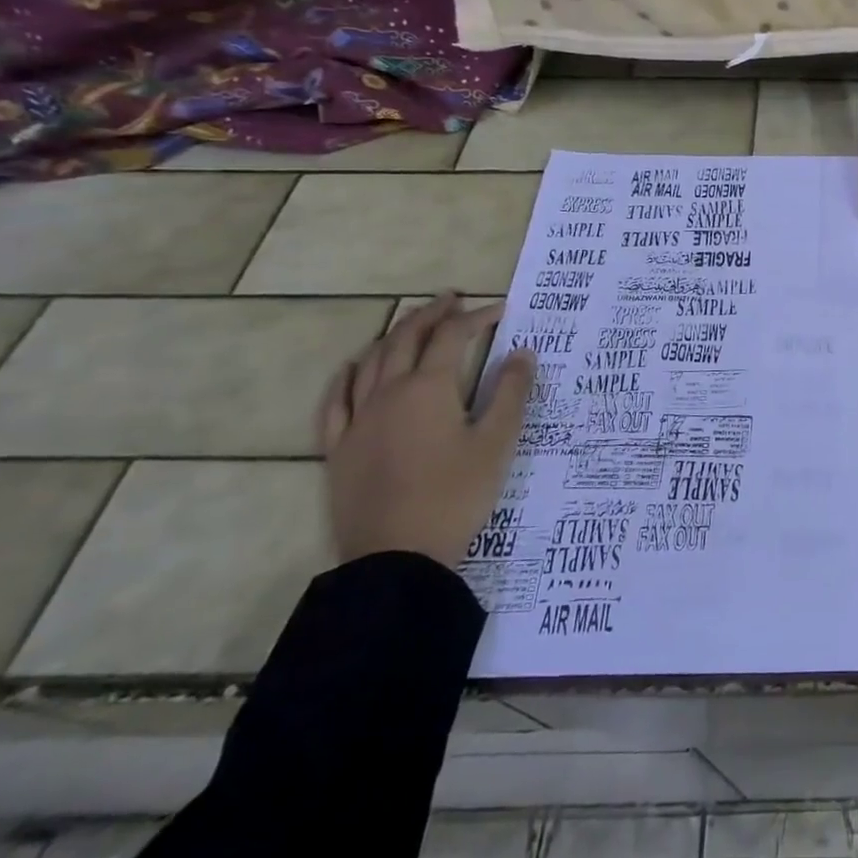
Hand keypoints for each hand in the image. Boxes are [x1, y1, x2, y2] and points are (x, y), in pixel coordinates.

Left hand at [316, 294, 535, 567]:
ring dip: (393, 336)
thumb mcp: (497, 443)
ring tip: (411, 325)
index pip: (452, 337)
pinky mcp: (338, 449)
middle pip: (405, 339)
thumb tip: (522, 352)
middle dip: (431, 315)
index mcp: (428, 389)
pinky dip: (346, 376)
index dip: (476, 317)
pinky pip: (335, 401)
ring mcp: (357, 421)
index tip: (500, 309)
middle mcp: (388, 394)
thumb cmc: (455, 496)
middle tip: (452, 299)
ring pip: (369, 362)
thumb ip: (510, 393)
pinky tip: (353, 369)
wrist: (396, 558)